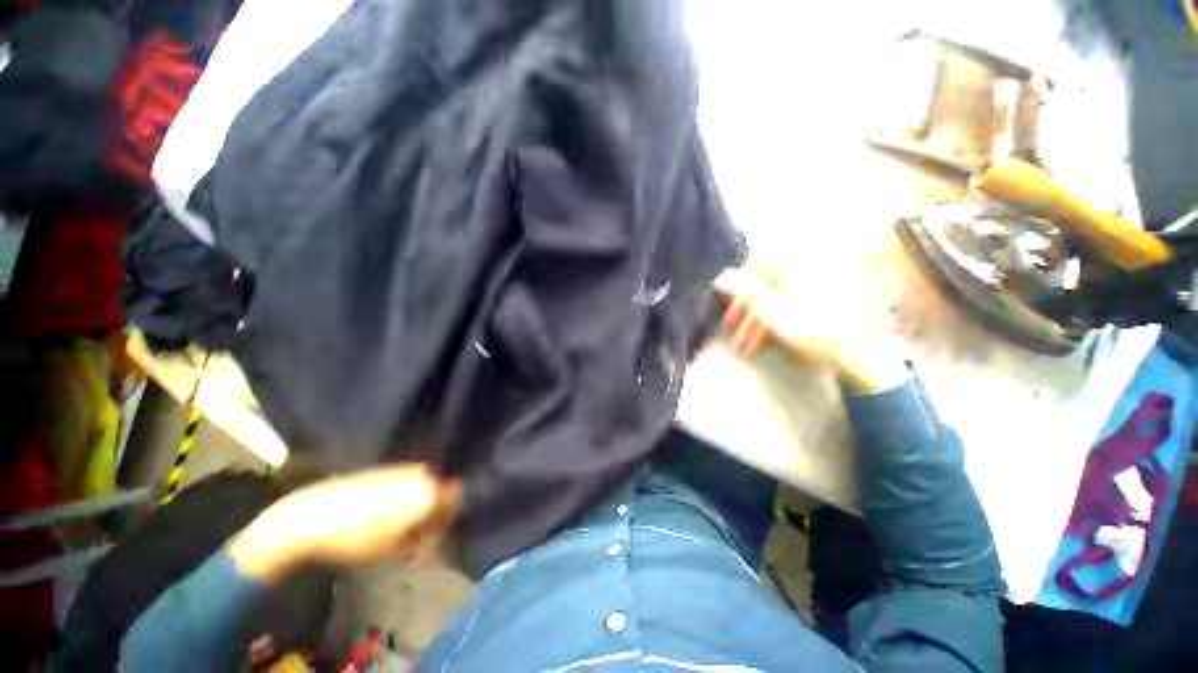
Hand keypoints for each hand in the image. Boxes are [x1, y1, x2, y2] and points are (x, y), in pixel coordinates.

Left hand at [229, 464, 461, 580]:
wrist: (314, 516)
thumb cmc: (359, 537)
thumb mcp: (396, 548)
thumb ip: (425, 542)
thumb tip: (435, 543)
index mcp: (430, 489)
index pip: (456, 498)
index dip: (448, 521)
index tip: (433, 540)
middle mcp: (422, 473)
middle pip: (441, 491)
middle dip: (433, 515)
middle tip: (417, 539)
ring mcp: (403, 470)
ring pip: (424, 488)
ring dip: (418, 509)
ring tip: (400, 532)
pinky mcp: (386, 470)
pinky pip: (407, 484)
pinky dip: (404, 501)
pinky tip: (386, 518)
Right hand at [717, 269, 909, 393]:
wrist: (860, 355)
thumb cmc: (814, 331)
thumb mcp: (773, 312)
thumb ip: (746, 293)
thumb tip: (723, 277)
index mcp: (794, 271)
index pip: (756, 271)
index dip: (738, 292)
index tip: (730, 314)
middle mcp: (805, 277)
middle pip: (766, 290)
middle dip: (747, 315)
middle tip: (736, 337)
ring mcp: (817, 293)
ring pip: (778, 304)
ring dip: (759, 326)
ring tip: (750, 348)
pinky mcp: (824, 309)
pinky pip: (792, 312)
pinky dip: (777, 327)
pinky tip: (770, 345)